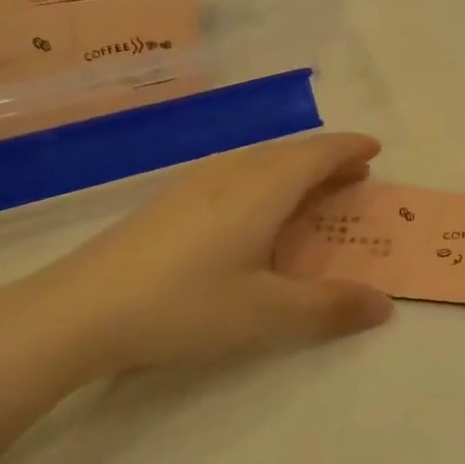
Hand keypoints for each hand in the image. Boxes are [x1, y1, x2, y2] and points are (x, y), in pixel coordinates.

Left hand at [0, 133, 393, 373]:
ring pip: (258, 161)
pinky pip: (233, 174)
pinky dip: (263, 180)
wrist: (81, 308)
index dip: (349, 149)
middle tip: (353, 177)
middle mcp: (231, 172)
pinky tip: (250, 210)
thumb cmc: (185, 305)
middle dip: (326, 160)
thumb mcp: (266, 314)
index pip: (317, 154)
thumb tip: (384, 304)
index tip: (375, 149)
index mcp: (262, 188)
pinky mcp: (169, 200)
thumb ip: (329, 307)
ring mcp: (194, 182)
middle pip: (289, 153)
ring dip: (293, 169)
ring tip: (309, 192)